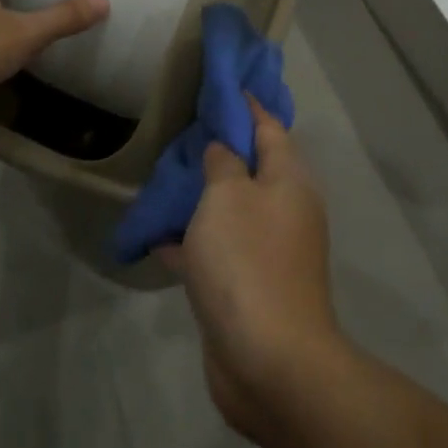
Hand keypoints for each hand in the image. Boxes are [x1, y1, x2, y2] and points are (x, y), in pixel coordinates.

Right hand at [162, 99, 342, 437]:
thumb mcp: (228, 197)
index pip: (269, 127)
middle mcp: (285, 211)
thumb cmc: (247, 262)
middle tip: (181, 133)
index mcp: (289, 181)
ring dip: (201, 196)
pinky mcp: (248, 287)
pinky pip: (218, 250)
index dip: (246, 105)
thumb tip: (225, 148)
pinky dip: (192, 241)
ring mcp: (268, 252)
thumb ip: (223, 163)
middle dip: (219, 150)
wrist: (268, 360)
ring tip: (164, 178)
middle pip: (251, 168)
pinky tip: (158, 237)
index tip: (220, 86)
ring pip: (231, 210)